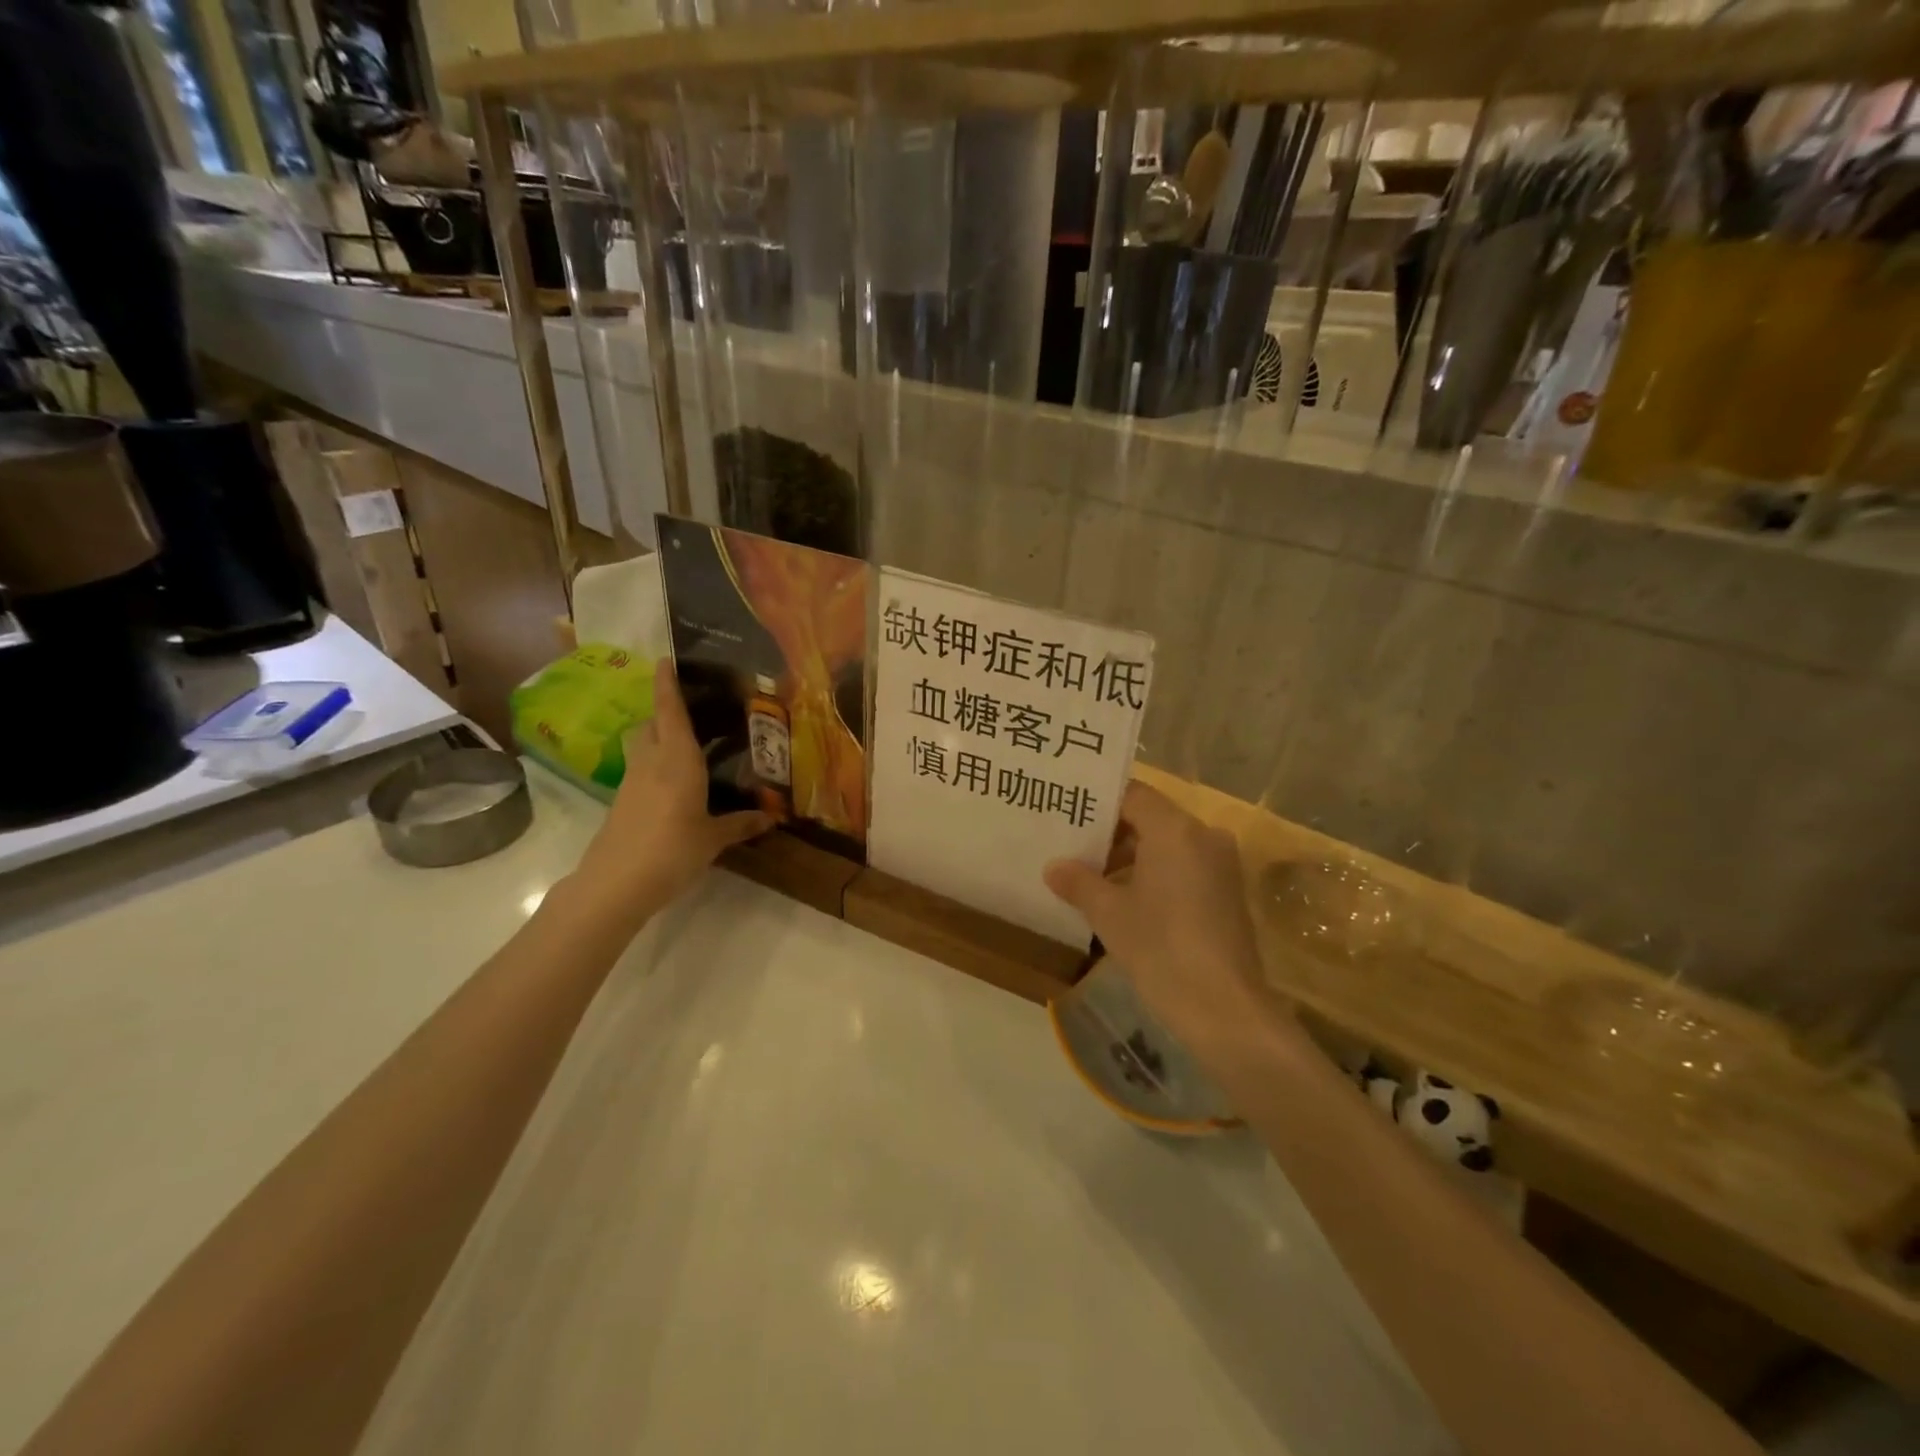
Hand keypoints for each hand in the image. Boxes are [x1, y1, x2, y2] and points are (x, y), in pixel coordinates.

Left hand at [571, 659, 769, 920]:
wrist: (616, 884)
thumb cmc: (672, 850)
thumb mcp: (713, 839)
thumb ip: (740, 824)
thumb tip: (771, 817)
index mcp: (677, 760)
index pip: (670, 710)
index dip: (666, 683)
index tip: (665, 659)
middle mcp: (652, 761)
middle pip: (652, 723)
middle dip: (665, 710)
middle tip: (693, 709)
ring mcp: (632, 782)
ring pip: (643, 745)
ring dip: (658, 737)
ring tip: (687, 745)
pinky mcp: (622, 802)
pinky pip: (641, 770)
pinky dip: (655, 765)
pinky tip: (675, 784)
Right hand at [1044, 782, 1270, 1047]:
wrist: (1225, 1009)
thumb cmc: (1161, 948)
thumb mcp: (1109, 914)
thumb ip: (1079, 882)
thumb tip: (1054, 867)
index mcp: (1175, 829)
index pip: (1132, 794)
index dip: (1098, 803)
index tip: (1068, 814)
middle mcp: (1204, 836)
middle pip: (1150, 818)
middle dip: (1111, 833)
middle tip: (1071, 847)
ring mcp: (1222, 865)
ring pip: (1168, 845)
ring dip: (1131, 857)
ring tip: (1091, 878)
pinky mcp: (1228, 892)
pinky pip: (1184, 867)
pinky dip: (1155, 874)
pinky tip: (1126, 901)